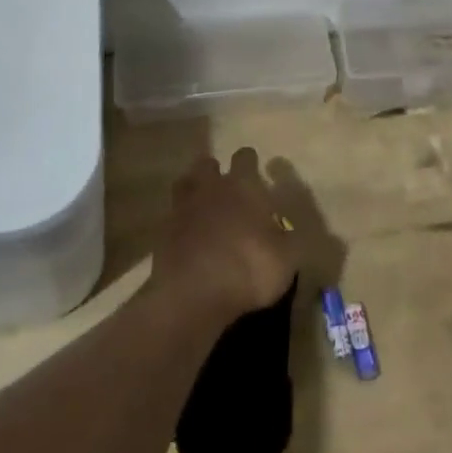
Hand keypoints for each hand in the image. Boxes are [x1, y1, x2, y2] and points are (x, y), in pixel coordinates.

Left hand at [152, 148, 296, 321]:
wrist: (194, 294)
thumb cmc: (248, 269)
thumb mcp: (286, 259)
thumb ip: (288, 240)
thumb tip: (287, 233)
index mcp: (243, 186)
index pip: (245, 158)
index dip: (250, 162)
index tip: (255, 171)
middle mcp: (211, 188)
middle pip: (208, 164)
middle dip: (215, 171)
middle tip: (225, 188)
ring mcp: (183, 207)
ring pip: (185, 184)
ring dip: (193, 190)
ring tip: (203, 205)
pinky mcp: (163, 232)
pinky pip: (172, 216)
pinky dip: (180, 221)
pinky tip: (188, 236)